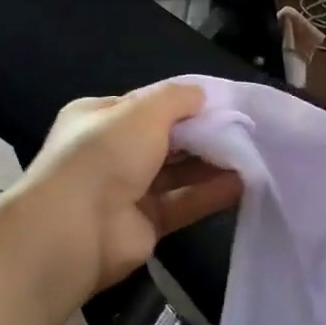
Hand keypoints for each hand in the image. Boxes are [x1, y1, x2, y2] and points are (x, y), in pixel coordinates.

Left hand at [9, 83, 240, 303]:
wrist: (75, 230)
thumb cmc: (104, 155)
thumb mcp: (143, 111)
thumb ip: (177, 98)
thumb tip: (205, 95)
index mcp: (99, 119)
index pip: (147, 105)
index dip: (183, 103)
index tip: (222, 104)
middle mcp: (110, 153)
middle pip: (166, 139)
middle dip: (201, 134)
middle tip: (244, 130)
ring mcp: (127, 191)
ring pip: (178, 172)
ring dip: (211, 164)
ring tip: (250, 155)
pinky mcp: (145, 224)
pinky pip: (184, 202)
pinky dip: (211, 193)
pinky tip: (242, 183)